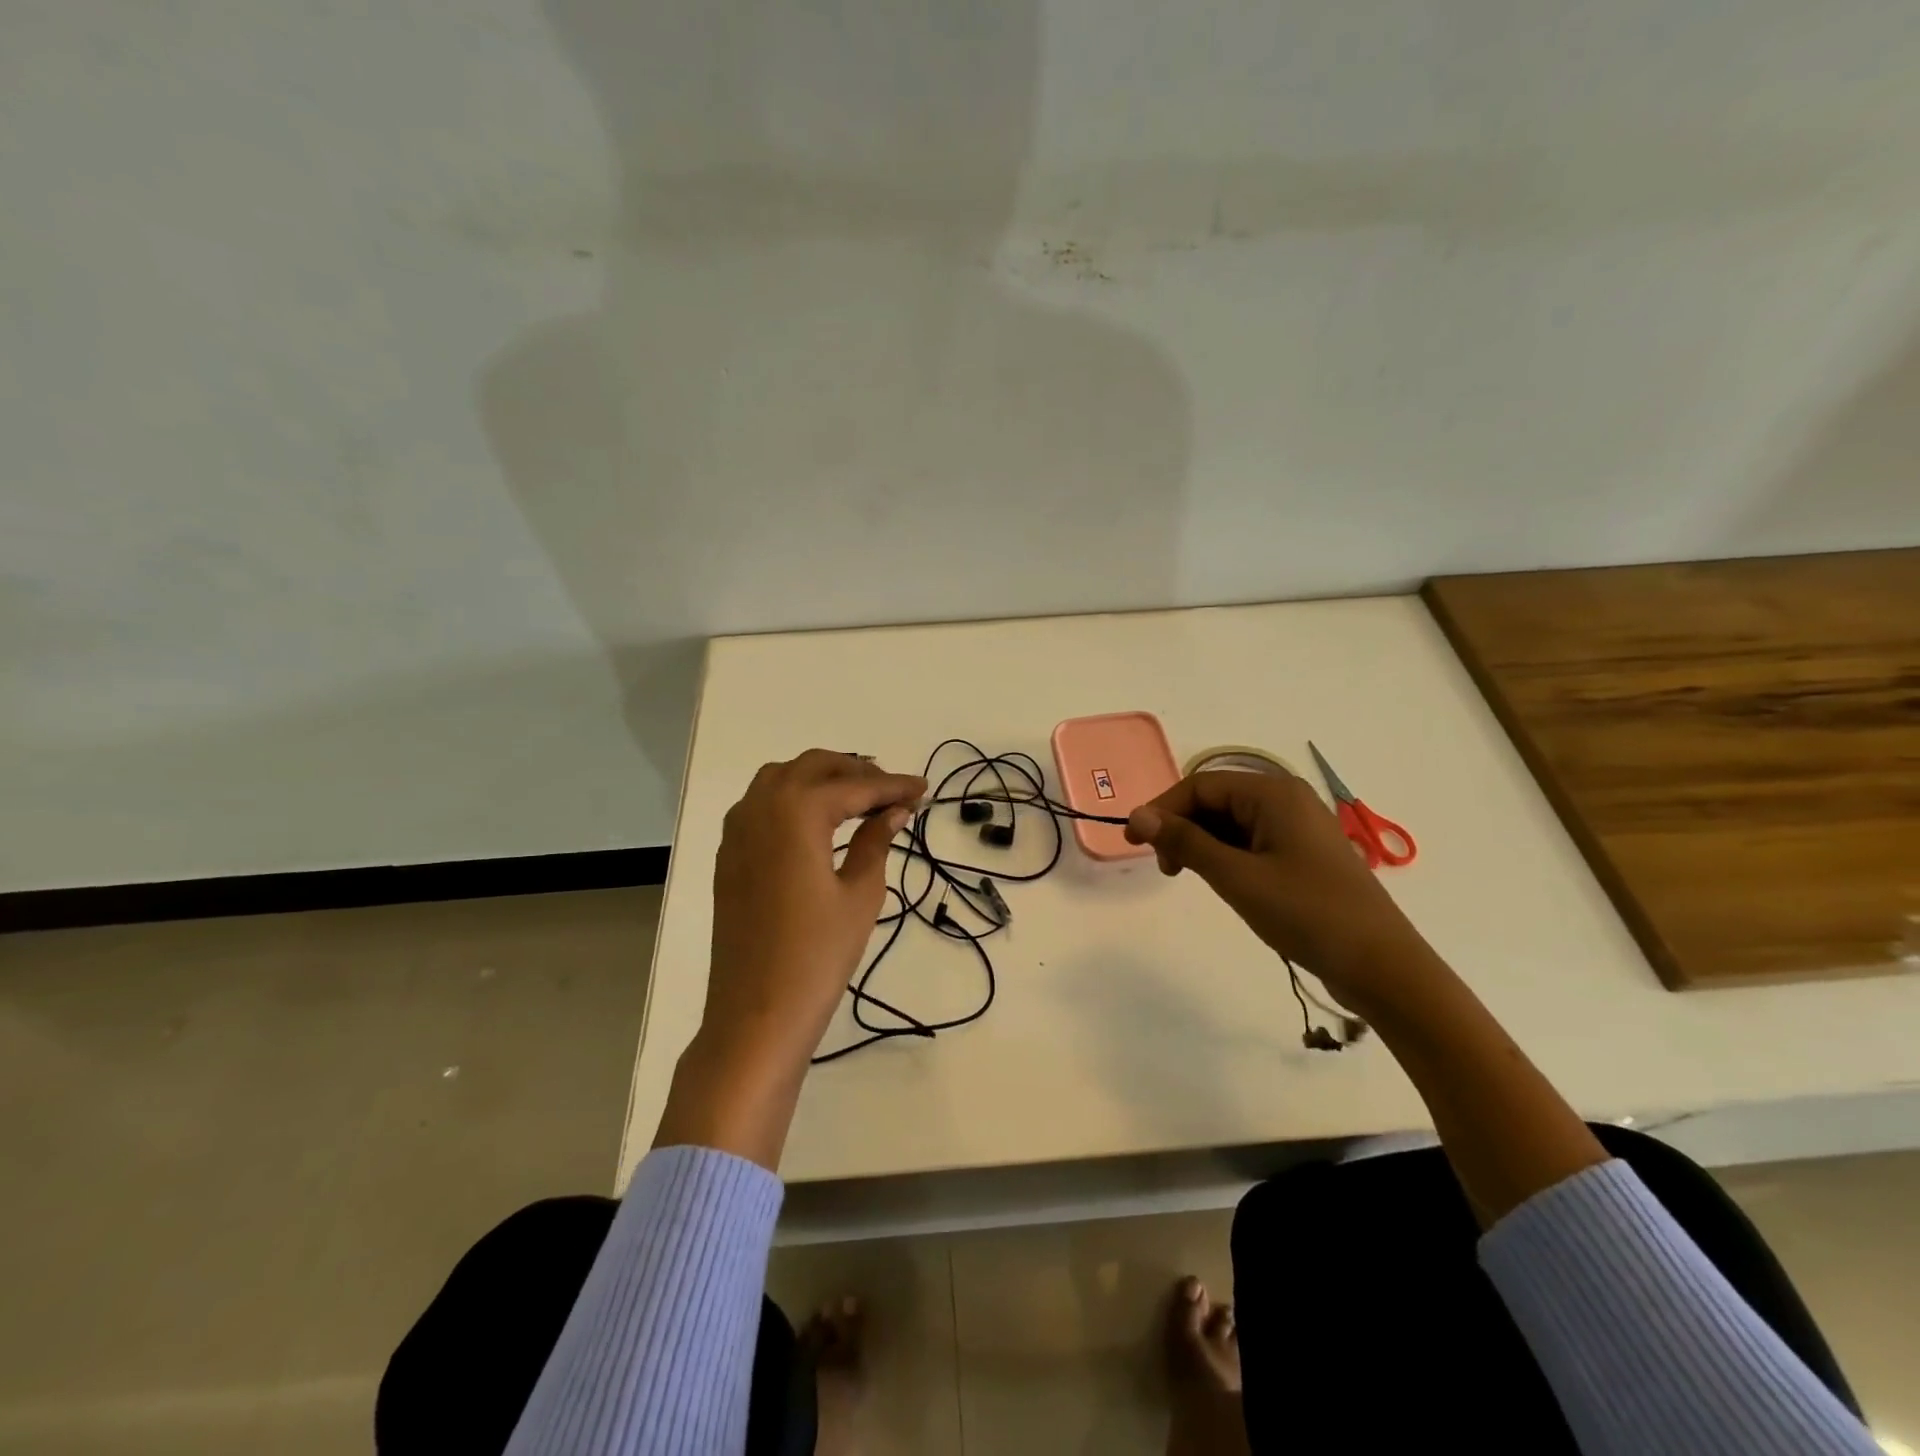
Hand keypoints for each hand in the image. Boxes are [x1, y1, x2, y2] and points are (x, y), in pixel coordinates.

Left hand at [658, 750, 924, 1167]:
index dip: (893, 786)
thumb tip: (893, 811)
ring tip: (857, 798)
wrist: (756, 1013)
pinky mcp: (729, 855)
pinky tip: (815, 822)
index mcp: (797, 811)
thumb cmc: (817, 955)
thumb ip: (876, 842)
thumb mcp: (860, 894)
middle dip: (856, 772)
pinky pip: (760, 804)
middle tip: (892, 791)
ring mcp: (738, 831)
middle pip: (813, 767)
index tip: (924, 788)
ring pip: (781, 778)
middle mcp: (761, 807)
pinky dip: (792, 798)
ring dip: (820, 778)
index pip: (854, 787)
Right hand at [1125, 770, 1428, 1015]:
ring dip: (1202, 844)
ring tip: (1190, 878)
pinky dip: (1226, 856)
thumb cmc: (1307, 914)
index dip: (1162, 809)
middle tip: (1165, 868)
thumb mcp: (1236, 877)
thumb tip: (1137, 815)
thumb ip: (1185, 842)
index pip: (1200, 785)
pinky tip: (1222, 883)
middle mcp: (1286, 799)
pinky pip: (1251, 841)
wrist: (1381, 967)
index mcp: (1273, 792)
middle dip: (1182, 828)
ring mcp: (1297, 827)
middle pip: (1215, 800)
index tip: (1133, 843)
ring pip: (1231, 823)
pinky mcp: (1302, 854)